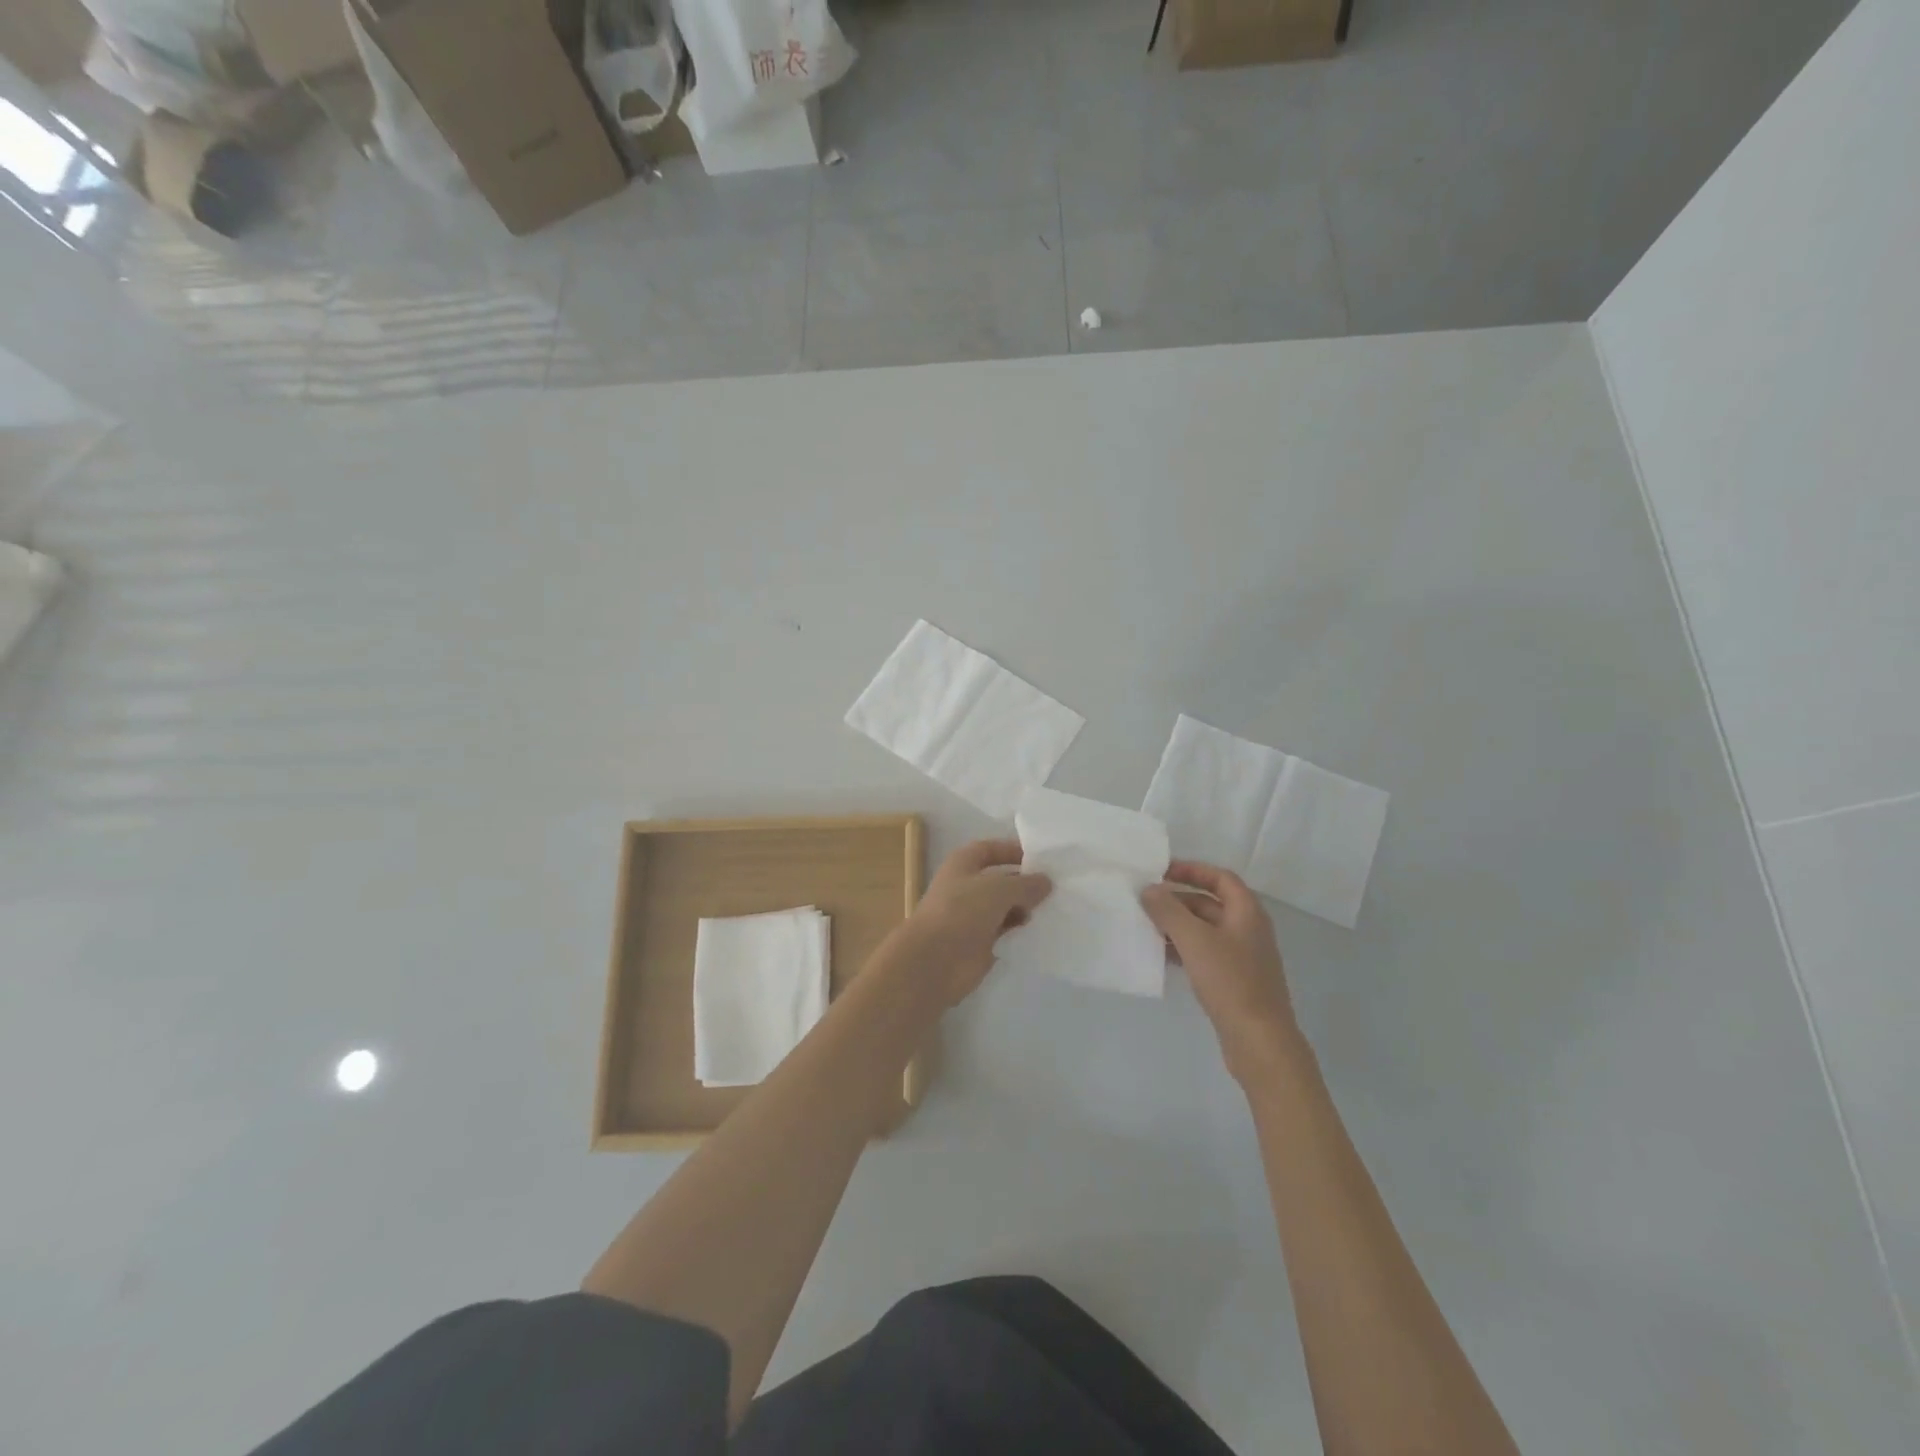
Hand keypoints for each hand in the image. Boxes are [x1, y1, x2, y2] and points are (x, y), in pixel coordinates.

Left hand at [881, 839, 1051, 1006]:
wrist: (934, 961)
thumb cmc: (961, 912)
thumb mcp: (998, 889)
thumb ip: (1025, 884)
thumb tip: (1046, 881)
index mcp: (963, 864)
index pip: (990, 849)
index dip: (1013, 850)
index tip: (1042, 858)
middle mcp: (966, 887)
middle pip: (1001, 880)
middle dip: (1025, 882)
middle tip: (1058, 887)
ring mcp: (972, 917)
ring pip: (1005, 907)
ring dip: (1026, 908)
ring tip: (1054, 909)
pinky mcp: (980, 944)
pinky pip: (1006, 932)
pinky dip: (1021, 931)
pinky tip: (1042, 931)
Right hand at [1142, 862, 1303, 1083]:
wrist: (1259, 1040)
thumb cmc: (1230, 981)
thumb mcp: (1194, 940)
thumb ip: (1168, 910)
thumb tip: (1149, 890)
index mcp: (1247, 912)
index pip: (1220, 878)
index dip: (1192, 870)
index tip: (1161, 872)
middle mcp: (1248, 929)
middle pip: (1210, 903)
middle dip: (1178, 900)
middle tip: (1146, 902)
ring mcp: (1243, 956)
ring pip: (1205, 930)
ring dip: (1178, 926)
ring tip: (1147, 928)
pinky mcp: (1235, 981)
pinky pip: (1205, 953)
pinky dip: (1184, 949)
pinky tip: (1161, 956)